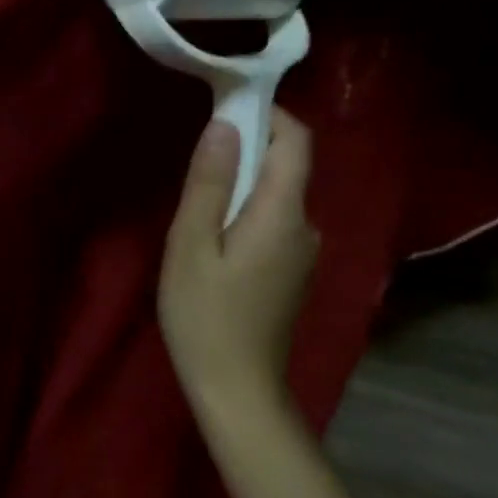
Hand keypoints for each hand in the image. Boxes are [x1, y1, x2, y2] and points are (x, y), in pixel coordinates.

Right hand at [159, 110, 318, 419]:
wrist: (237, 390)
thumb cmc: (205, 317)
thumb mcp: (191, 246)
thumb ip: (208, 184)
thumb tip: (224, 124)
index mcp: (283, 214)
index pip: (295, 141)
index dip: (267, 113)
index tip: (224, 107)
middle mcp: (306, 227)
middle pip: (286, 168)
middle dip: (247, 149)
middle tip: (195, 161)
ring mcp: (303, 254)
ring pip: (276, 199)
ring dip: (241, 186)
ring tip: (195, 206)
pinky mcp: (292, 275)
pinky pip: (273, 225)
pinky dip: (245, 214)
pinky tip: (212, 242)